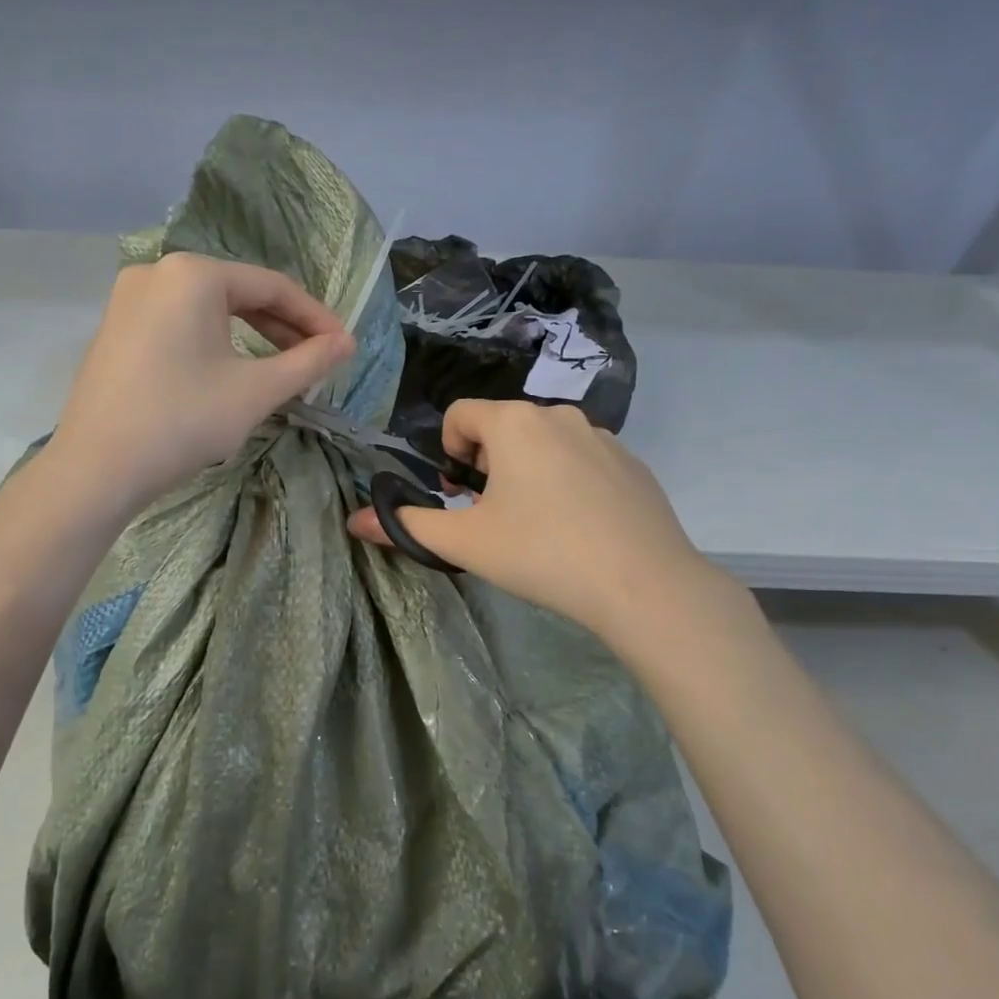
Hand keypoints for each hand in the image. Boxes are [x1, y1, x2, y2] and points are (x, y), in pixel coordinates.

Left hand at [46, 252, 354, 514]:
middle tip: (317, 361)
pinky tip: (231, 371)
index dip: (316, 318)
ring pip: (209, 310)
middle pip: (239, 293)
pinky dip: (215, 343)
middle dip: (284, 328)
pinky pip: (180, 324)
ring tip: (282, 369)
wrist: (96, 469)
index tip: (344, 349)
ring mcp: (130, 299)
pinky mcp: (117, 328)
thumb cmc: (183, 421)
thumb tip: (347, 344)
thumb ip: (308, 362)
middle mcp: (158, 272)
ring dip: (252, 336)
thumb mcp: (256, 391)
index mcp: (193, 274)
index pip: (273, 287)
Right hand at [348, 400, 717, 640]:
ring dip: (527, 472)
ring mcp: (602, 437)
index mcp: (514, 423)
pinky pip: (582, 460)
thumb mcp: (465, 543)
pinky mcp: (632, 462)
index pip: (461, 414)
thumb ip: (407, 527)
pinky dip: (568, 482)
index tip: (460, 496)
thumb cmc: (542, 553)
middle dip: (487, 465)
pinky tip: (579, 528)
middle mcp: (559, 415)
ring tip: (537, 525)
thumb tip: (355, 522)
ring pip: (544, 443)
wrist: (643, 584)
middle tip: (495, 516)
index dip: (449, 452)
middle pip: (503, 428)